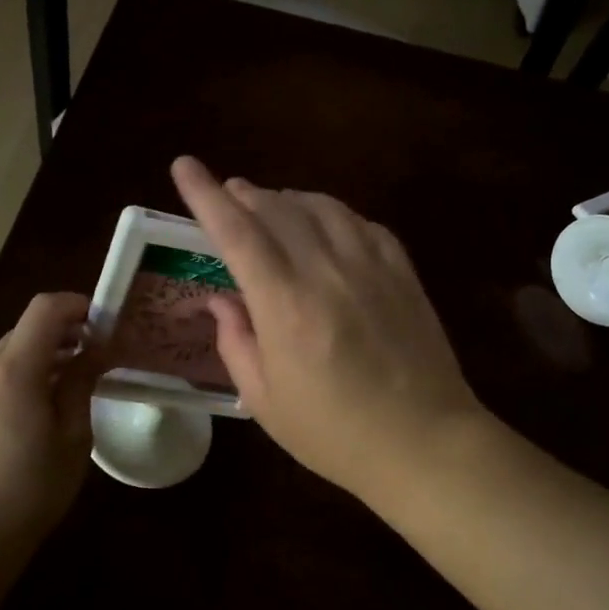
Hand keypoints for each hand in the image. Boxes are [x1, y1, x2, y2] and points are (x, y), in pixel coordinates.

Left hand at [0, 293, 104, 547]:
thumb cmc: (29, 491)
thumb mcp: (72, 439)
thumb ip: (80, 386)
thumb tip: (94, 351)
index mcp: (13, 372)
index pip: (44, 310)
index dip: (77, 305)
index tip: (103, 324)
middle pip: (25, 331)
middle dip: (63, 335)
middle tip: (94, 359)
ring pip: (7, 356)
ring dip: (40, 359)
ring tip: (67, 390)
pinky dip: (18, 379)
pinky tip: (33, 415)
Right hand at [171, 155, 488, 504]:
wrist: (424, 442)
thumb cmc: (334, 434)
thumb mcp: (265, 401)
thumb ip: (236, 343)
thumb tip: (221, 301)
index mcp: (285, 306)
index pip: (237, 232)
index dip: (205, 195)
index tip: (184, 166)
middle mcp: (327, 271)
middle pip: (278, 208)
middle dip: (245, 194)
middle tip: (229, 194)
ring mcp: (372, 266)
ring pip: (322, 206)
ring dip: (288, 199)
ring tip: (272, 205)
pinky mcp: (403, 272)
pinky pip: (362, 224)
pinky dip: (334, 214)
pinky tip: (326, 226)